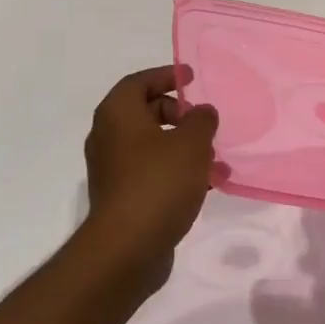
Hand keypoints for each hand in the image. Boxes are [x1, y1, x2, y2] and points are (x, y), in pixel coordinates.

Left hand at [76, 65, 220, 291]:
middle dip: (179, 114)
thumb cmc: (158, 182)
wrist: (127, 248)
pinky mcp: (122, 196)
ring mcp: (112, 169)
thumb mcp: (191, 143)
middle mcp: (108, 137)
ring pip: (152, 145)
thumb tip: (202, 112)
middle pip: (145, 112)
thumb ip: (201, 120)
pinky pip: (152, 171)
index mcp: (117, 114)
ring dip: (183, 146)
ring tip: (216, 159)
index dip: (166, 75)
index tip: (191, 77)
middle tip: (204, 123)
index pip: (139, 81)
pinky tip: (205, 185)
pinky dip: (176, 170)